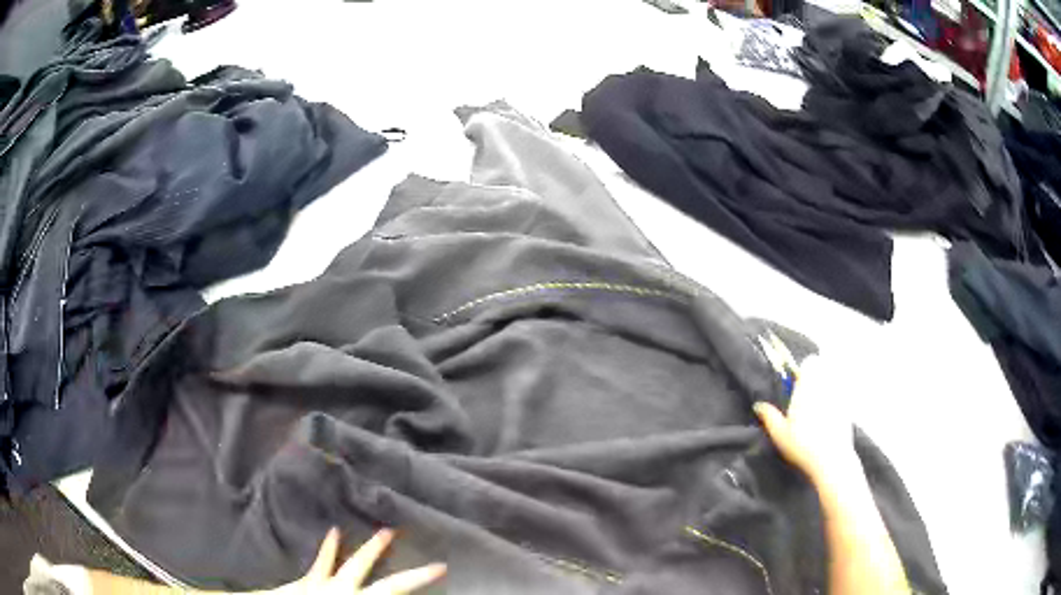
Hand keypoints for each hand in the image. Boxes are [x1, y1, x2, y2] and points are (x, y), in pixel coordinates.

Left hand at [274, 528, 445, 594]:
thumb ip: (370, 591)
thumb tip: (391, 589)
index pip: (394, 587)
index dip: (419, 577)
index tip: (441, 565)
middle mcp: (345, 590)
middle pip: (375, 573)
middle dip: (397, 560)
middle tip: (411, 537)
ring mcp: (326, 585)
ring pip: (353, 564)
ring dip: (370, 549)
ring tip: (385, 531)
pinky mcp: (307, 583)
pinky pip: (321, 564)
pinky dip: (330, 548)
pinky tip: (334, 531)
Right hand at [753, 357, 858, 482]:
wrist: (831, 460)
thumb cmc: (802, 445)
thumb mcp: (780, 433)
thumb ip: (769, 416)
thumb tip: (759, 405)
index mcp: (809, 385)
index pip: (810, 362)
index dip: (803, 370)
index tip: (796, 385)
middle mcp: (827, 384)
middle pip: (823, 369)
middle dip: (816, 378)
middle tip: (805, 397)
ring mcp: (840, 395)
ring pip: (833, 382)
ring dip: (826, 388)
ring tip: (817, 409)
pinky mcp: (849, 408)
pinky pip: (841, 397)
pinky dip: (835, 402)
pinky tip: (828, 420)